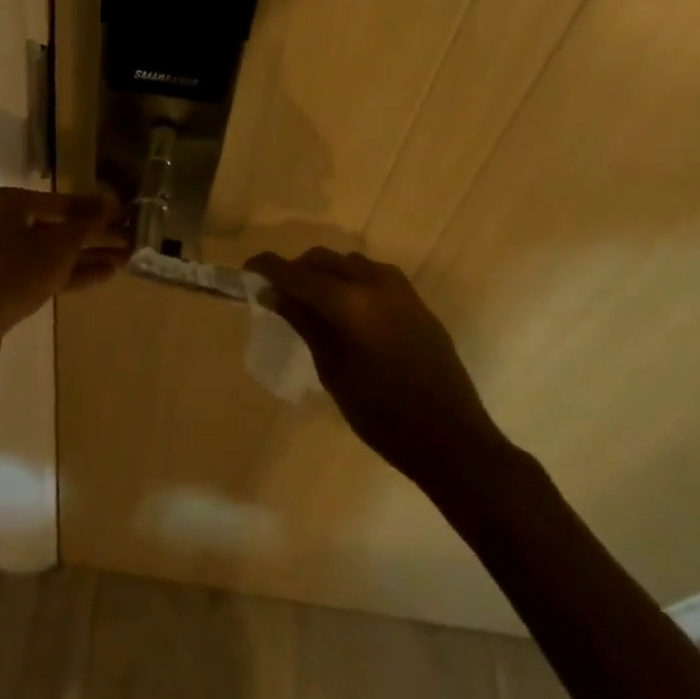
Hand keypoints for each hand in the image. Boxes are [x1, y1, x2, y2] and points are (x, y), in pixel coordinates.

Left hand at [0, 187, 126, 389]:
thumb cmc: (11, 276)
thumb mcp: (57, 249)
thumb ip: (87, 224)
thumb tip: (112, 201)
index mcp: (8, 203)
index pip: (63, 201)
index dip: (98, 210)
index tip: (128, 215)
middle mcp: (2, 222)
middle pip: (59, 226)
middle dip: (96, 236)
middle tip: (131, 241)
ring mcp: (0, 254)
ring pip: (52, 251)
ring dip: (88, 256)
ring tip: (125, 260)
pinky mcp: (3, 282)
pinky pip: (42, 270)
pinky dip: (70, 272)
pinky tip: (103, 275)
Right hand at [246, 248, 505, 486]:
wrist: (451, 438)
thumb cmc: (382, 414)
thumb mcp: (332, 370)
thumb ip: (304, 323)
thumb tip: (273, 293)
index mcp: (350, 302)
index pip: (297, 274)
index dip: (268, 268)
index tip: (247, 269)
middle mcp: (374, 283)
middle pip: (323, 260)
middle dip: (296, 269)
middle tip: (276, 291)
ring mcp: (400, 289)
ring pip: (349, 263)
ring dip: (325, 273)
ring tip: (310, 301)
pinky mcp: (415, 301)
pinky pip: (373, 276)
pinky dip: (351, 281)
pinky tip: (346, 309)